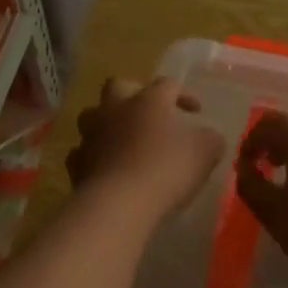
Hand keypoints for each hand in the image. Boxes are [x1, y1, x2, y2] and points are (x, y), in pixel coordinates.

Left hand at [67, 77, 225, 222]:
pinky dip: (92, 155)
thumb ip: (211, 140)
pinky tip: (104, 167)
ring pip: (92, 115)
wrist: (120, 203)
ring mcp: (92, 134)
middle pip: (118, 86)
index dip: (183, 94)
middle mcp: (116, 109)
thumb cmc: (167, 169)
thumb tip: (210, 137)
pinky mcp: (77, 163)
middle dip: (133, 94)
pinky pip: (81, 151)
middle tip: (148, 113)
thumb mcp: (205, 153)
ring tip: (121, 138)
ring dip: (106, 122)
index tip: (195, 111)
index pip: (168, 84)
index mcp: (149, 100)